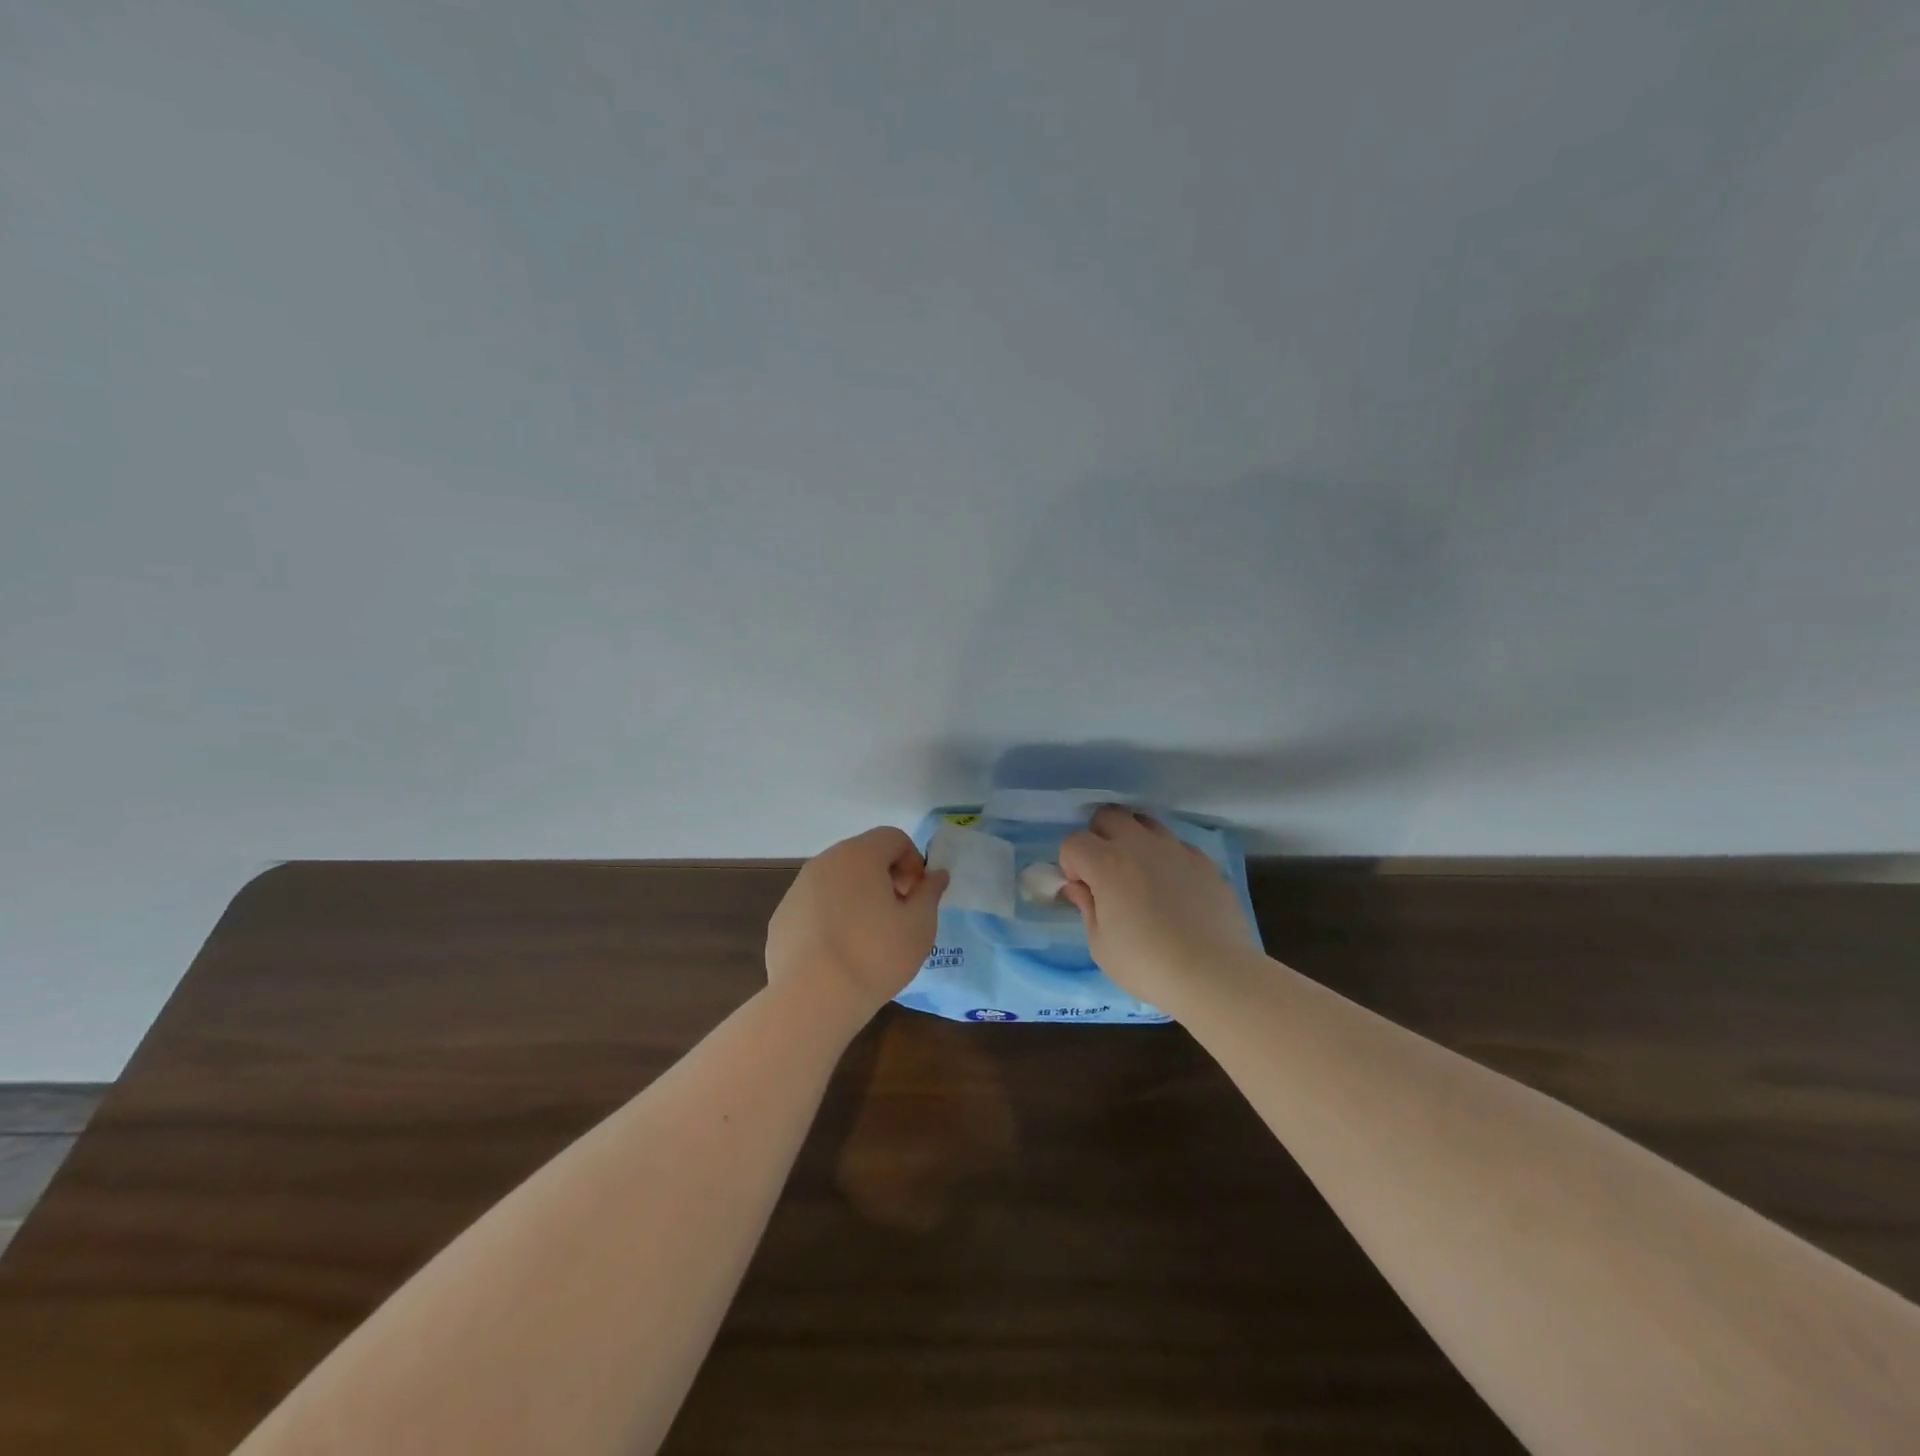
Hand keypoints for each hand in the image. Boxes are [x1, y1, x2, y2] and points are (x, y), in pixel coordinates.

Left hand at [766, 827, 949, 1021]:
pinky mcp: (782, 916)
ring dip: (857, 896)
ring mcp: (797, 889)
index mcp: (860, 855)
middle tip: (897, 914)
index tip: (916, 897)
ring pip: (837, 880)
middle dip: (885, 877)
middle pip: (863, 855)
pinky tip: (838, 952)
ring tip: (868, 937)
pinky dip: (831, 916)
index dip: (913, 862)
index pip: (893, 837)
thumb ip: (930, 893)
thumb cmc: (875, 956)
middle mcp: (824, 862)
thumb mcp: (919, 925)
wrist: (812, 999)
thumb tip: (936, 875)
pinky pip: (815, 905)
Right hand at [1059, 806, 1255, 1008]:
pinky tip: (1173, 889)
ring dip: (1133, 840)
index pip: (1073, 842)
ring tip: (1139, 874)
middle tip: (1104, 872)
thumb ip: (1086, 907)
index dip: (1071, 864)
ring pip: (1145, 822)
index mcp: (1107, 863)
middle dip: (1098, 837)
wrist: (1213, 974)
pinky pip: (1176, 845)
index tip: (1082, 889)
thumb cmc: (1147, 964)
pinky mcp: (1204, 861)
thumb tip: (1078, 887)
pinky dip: (1166, 858)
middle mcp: (1140, 845)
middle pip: (1108, 815)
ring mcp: (1175, 849)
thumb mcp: (1100, 945)